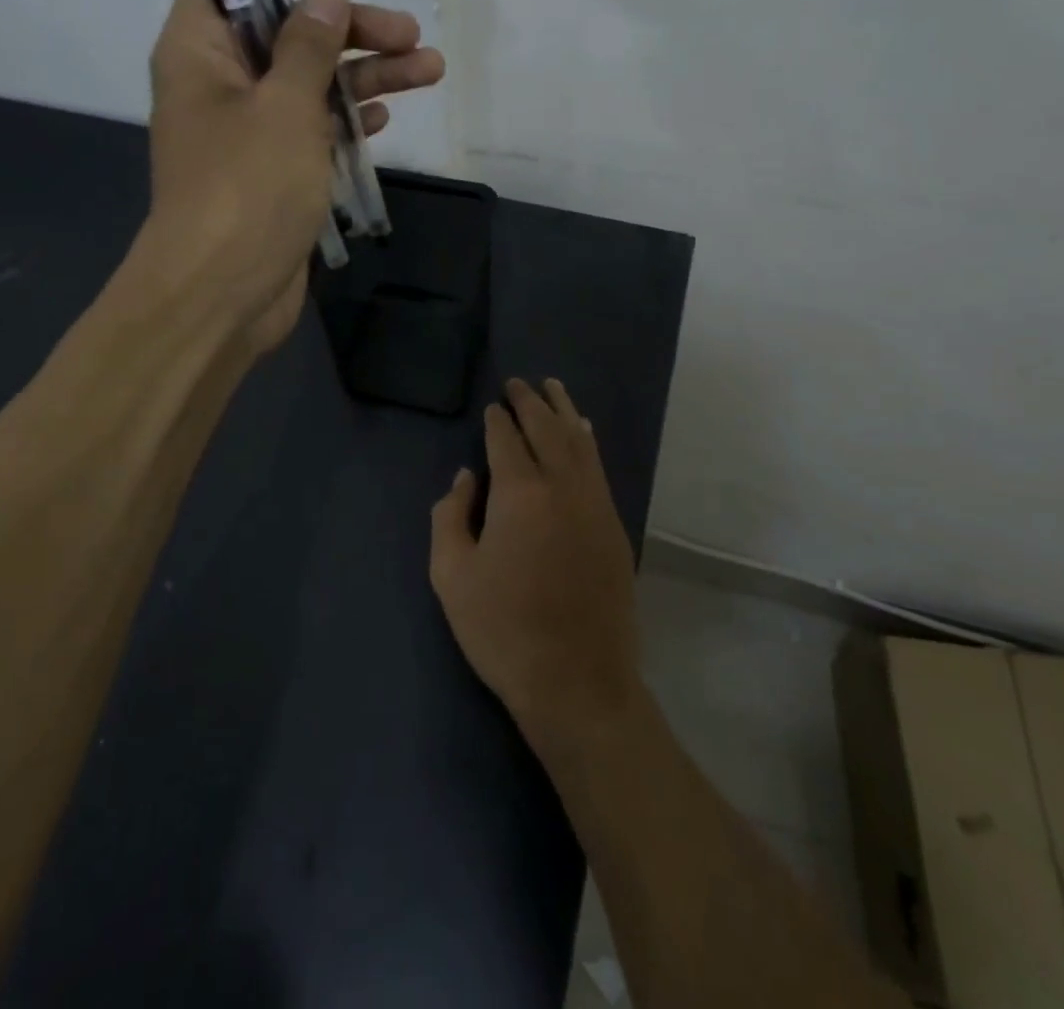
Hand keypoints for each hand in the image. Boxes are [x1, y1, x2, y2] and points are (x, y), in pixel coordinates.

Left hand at [145, 0, 442, 353]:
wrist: (222, 294)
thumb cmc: (245, 189)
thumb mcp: (283, 106)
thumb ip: (308, 43)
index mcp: (199, 51)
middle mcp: (220, 83)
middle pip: (286, 29)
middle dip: (350, 27)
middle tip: (409, 29)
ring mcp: (249, 130)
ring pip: (311, 82)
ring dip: (367, 74)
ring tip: (430, 68)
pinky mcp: (275, 170)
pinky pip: (314, 128)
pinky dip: (349, 119)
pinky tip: (387, 118)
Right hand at [429, 379, 641, 750]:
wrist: (578, 682)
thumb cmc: (504, 630)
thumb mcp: (452, 576)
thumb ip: (450, 517)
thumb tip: (465, 478)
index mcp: (520, 493)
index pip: (506, 439)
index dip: (497, 419)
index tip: (492, 405)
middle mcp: (562, 486)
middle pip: (546, 429)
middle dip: (530, 401)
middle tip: (519, 382)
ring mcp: (594, 504)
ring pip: (579, 441)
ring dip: (563, 410)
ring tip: (552, 387)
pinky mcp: (613, 525)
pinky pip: (598, 467)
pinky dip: (587, 441)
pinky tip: (583, 431)